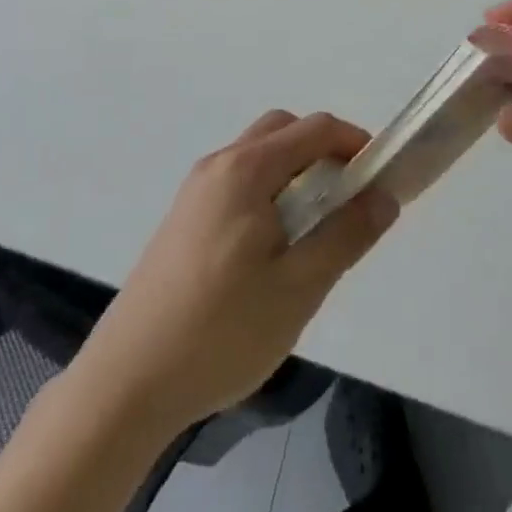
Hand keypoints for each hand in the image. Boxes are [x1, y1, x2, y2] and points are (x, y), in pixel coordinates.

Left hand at [71, 111, 398, 434]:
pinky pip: (238, 182)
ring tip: (316, 228)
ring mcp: (196, 191)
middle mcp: (219, 165)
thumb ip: (346, 235)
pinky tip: (273, 249)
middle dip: (323, 151)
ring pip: (259, 157)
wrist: (127, 381)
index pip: (314, 129)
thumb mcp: (298, 288)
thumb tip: (384, 195)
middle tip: (349, 200)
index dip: (355, 143)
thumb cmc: (220, 331)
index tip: (381, 178)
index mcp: (247, 169)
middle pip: (283, 131)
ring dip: (295, 172)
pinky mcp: (183, 218)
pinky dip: (269, 191)